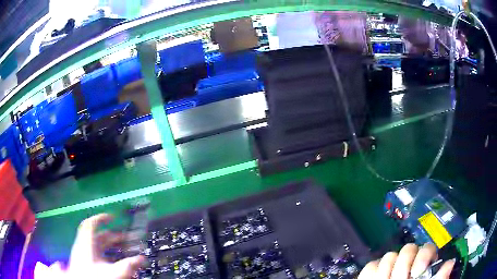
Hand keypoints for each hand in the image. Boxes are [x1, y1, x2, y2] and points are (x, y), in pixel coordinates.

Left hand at [67, 214, 144, 278]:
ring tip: (124, 250)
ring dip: (111, 246)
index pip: (91, 223)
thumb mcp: (114, 272)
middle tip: (127, 239)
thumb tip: (142, 259)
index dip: (102, 218)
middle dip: (113, 236)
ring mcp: (83, 255)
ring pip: (97, 246)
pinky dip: (107, 255)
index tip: (113, 217)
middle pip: (98, 236)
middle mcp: (83, 246)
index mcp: (86, 243)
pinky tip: (115, 261)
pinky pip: (97, 255)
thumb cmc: (95, 277)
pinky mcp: (85, 264)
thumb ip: (129, 265)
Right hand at [358, 243, 454, 278]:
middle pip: (407, 249)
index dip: (423, 255)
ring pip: (389, 256)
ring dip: (387, 271)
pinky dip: (371, 273)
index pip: (427, 248)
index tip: (417, 272)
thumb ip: (440, 278)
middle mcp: (408, 264)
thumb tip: (451, 262)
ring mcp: (390, 268)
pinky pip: (370, 266)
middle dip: (403, 265)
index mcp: (422, 267)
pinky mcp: (373, 274)